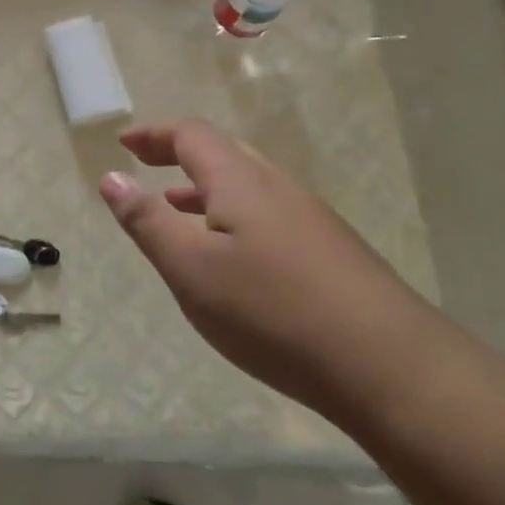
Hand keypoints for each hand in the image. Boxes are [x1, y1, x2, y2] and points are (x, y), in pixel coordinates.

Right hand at [99, 119, 435, 415]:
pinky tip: (231, 256)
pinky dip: (233, 214)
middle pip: (223, 153)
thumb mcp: (191, 269)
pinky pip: (269, 212)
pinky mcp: (333, 252)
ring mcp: (312, 219)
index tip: (124, 144)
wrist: (393, 369)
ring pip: (248, 185)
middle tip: (145, 167)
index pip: (191, 135)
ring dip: (205, 188)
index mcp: (240, 181)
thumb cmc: (273, 312)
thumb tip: (111, 176)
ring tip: (176, 208)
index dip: (154, 134)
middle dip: (178, 155)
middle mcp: (278, 187)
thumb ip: (147, 220)